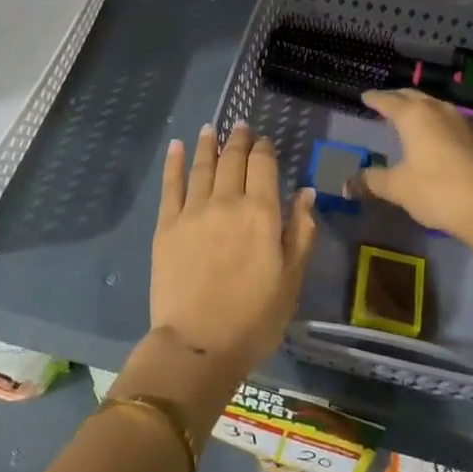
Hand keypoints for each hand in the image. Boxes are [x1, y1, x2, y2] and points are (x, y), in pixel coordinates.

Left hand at [150, 123, 316, 377]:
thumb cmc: (254, 319)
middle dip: (238, 140)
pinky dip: (174, 163)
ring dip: (208, 144)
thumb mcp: (292, 280)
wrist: (198, 344)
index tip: (264, 141)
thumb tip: (306, 193)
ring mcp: (193, 211)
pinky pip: (170, 185)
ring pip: (202, 166)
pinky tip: (175, 146)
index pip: (264, 166)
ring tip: (211, 128)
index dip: (264, 149)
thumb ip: (301, 232)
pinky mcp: (166, 225)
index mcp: (262, 213)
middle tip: (240, 126)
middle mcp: (227, 202)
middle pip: (233, 160)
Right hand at [359, 89, 472, 242]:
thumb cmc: (437, 191)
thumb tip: (346, 185)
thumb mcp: (398, 187)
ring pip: (434, 106)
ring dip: (418, 108)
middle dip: (396, 98)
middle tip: (383, 102)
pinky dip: (434, 121)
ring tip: (406, 117)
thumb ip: (371, 181)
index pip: (388, 100)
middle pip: (413, 96)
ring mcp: (462, 122)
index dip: (374, 99)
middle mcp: (438, 111)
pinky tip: (433, 135)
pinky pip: (448, 120)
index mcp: (414, 116)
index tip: (364, 96)